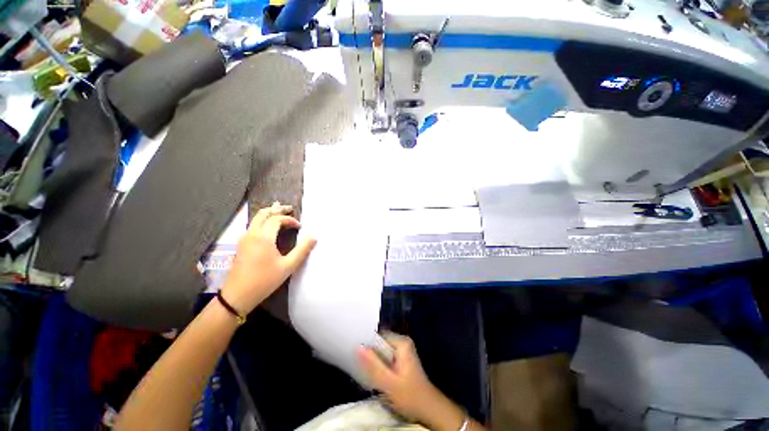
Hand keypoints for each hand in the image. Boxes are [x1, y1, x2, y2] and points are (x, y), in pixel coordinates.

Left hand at [221, 202, 315, 313]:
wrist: (237, 295)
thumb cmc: (265, 280)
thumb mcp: (288, 266)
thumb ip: (303, 250)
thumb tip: (314, 237)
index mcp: (263, 237)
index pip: (277, 220)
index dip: (290, 220)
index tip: (300, 227)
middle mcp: (252, 234)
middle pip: (263, 214)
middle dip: (277, 209)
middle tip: (289, 208)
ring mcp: (244, 239)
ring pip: (256, 219)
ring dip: (268, 213)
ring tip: (278, 211)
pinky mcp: (241, 245)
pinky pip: (252, 226)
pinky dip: (262, 221)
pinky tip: (267, 226)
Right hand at [358, 332, 441, 422]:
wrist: (427, 409)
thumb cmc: (409, 395)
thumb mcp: (389, 382)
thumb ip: (373, 364)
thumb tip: (358, 346)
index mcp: (402, 342)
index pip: (379, 336)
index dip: (367, 344)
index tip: (355, 354)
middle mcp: (403, 342)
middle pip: (381, 343)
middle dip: (370, 353)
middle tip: (358, 365)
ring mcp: (403, 350)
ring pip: (382, 351)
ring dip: (374, 360)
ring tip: (364, 370)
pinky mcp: (402, 359)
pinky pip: (386, 357)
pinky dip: (380, 365)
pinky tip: (374, 374)